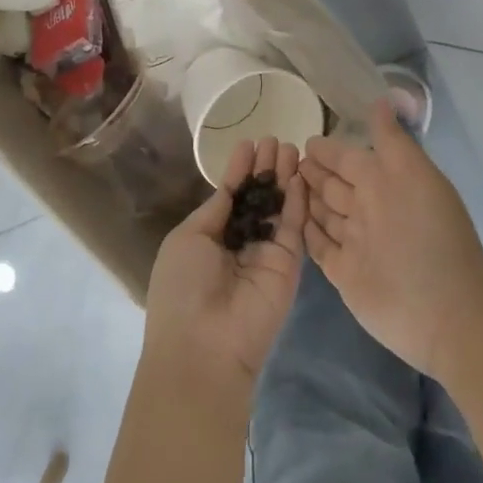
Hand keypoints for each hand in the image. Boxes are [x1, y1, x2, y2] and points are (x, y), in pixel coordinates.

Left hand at [143, 137, 307, 407]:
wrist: (204, 343)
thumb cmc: (183, 286)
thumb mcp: (189, 239)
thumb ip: (215, 212)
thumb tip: (229, 187)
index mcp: (209, 239)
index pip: (230, 198)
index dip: (239, 171)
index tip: (249, 143)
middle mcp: (240, 244)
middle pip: (258, 199)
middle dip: (265, 169)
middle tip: (275, 140)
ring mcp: (266, 254)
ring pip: (279, 208)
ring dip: (284, 178)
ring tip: (289, 147)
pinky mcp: (290, 264)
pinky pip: (293, 226)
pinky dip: (297, 200)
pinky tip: (299, 174)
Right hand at [300, 98, 482, 381]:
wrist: (446, 312)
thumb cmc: (429, 236)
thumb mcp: (414, 176)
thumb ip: (393, 141)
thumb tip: (382, 99)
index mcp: (386, 184)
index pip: (350, 159)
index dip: (329, 150)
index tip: (304, 140)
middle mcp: (370, 211)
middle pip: (335, 186)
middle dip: (314, 172)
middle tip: (284, 161)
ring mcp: (356, 244)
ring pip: (324, 214)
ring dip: (306, 199)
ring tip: (279, 185)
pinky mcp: (344, 274)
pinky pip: (319, 247)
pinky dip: (306, 233)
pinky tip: (289, 221)